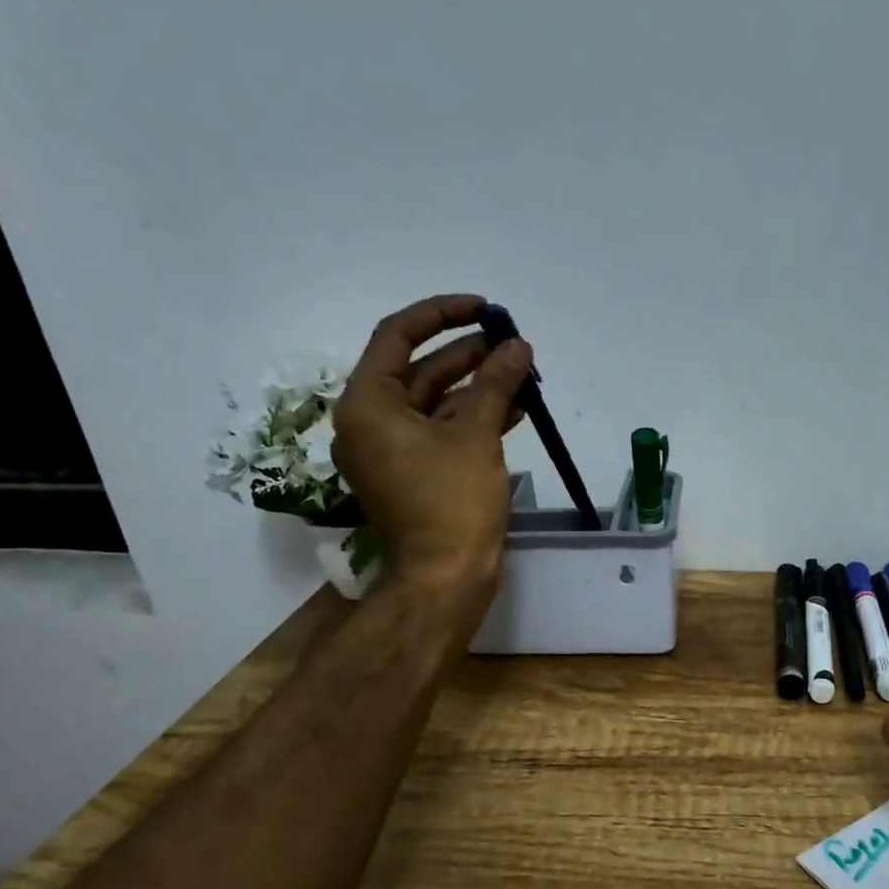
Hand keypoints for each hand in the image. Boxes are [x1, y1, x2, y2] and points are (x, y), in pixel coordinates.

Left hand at [331, 294, 530, 607]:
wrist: (444, 580)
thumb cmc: (452, 504)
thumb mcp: (476, 437)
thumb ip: (495, 384)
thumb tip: (518, 346)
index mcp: (367, 405)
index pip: (397, 336)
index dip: (441, 314)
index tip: (484, 308)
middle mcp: (371, 423)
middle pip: (419, 370)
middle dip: (468, 354)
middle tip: (511, 343)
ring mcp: (392, 452)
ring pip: (435, 402)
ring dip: (477, 386)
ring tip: (521, 372)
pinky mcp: (414, 474)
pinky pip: (442, 432)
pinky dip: (474, 419)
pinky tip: (515, 408)